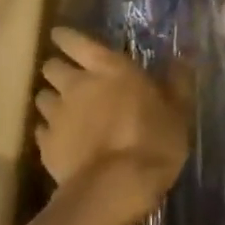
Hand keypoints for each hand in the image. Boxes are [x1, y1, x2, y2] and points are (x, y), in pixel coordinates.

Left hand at [35, 28, 193, 224]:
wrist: (117, 187)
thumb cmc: (154, 141)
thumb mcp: (178, 110)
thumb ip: (177, 81)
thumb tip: (183, 56)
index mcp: (108, 69)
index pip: (75, 41)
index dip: (66, 38)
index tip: (62, 37)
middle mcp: (76, 85)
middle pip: (51, 67)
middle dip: (58, 69)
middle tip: (71, 79)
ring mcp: (57, 115)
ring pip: (42, 97)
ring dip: (52, 100)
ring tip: (65, 112)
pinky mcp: (45, 145)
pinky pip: (41, 130)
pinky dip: (50, 131)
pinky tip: (62, 141)